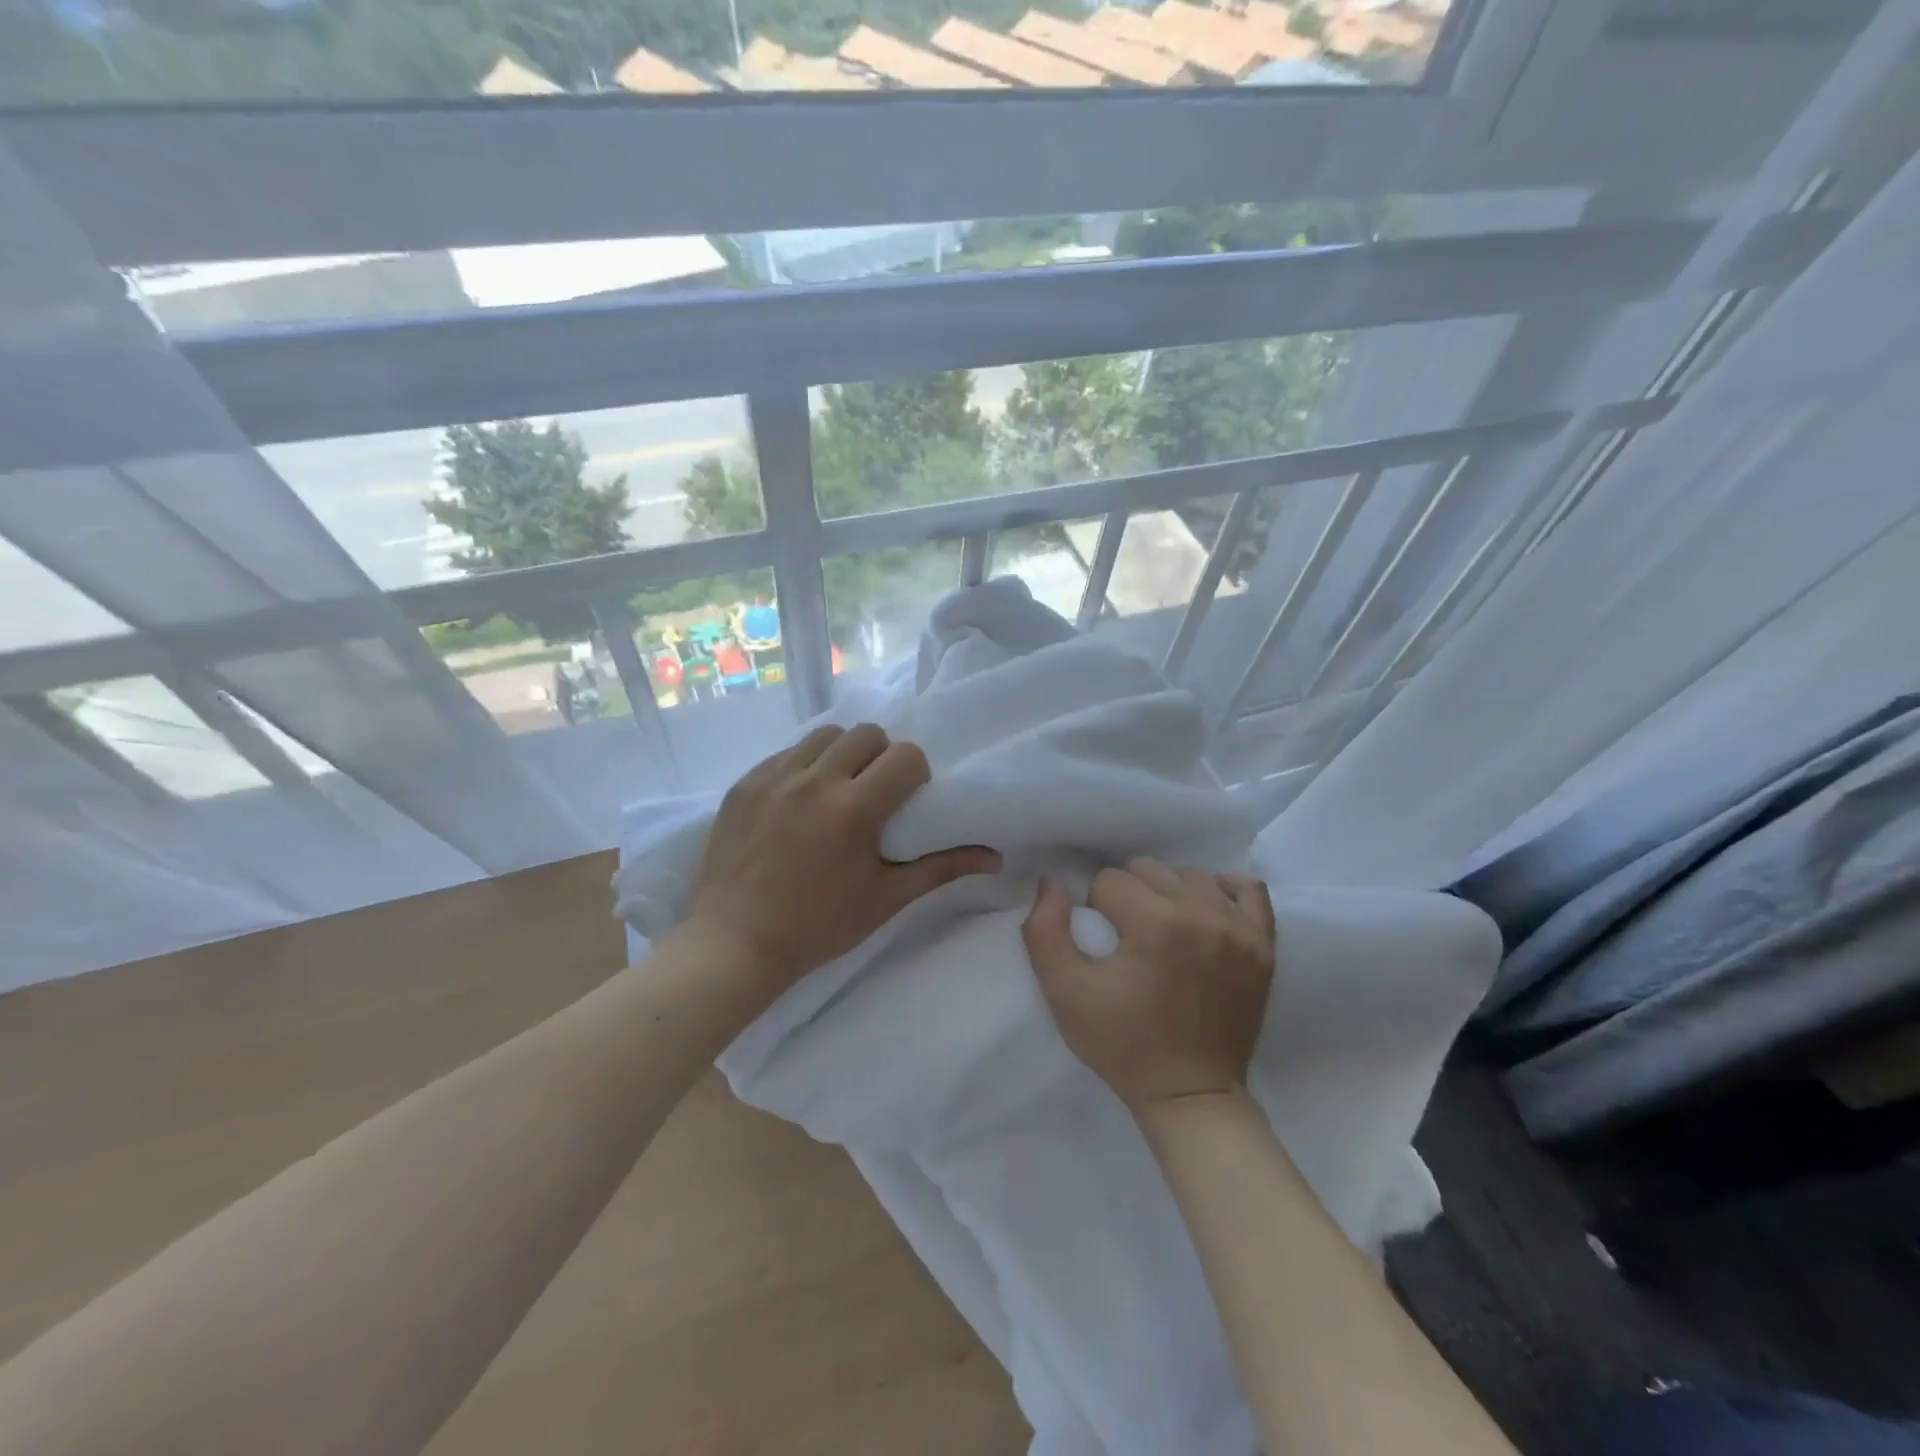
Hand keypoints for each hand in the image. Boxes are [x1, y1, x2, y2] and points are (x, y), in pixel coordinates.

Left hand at [683, 723, 1000, 996]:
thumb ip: (941, 868)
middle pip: (866, 733)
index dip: (915, 773)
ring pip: (824, 735)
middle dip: (881, 755)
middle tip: (875, 791)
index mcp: (854, 808)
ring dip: (842, 753)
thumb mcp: (886, 898)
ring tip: (837, 789)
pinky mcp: (744, 783)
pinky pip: (786, 753)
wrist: (735, 942)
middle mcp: (814, 780)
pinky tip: (799, 801)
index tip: (908, 798)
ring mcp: (774, 777)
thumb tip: (995, 858)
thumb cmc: (819, 926)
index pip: (905, 755)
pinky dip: (803, 766)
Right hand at [1022, 859, 1276, 1113]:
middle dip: (1130, 897)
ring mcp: (1241, 929)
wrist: (1190, 1095)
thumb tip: (1052, 883)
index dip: (1096, 910)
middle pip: (1149, 870)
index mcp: (1156, 924)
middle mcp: (1203, 914)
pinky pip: (1247, 889)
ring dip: (1170, 894)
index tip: (1104, 947)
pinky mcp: (1264, 945)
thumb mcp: (1064, 992)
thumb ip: (1045, 929)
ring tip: (1164, 931)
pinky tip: (1204, 913)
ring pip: (1191, 876)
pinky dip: (1222, 892)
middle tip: (1129, 939)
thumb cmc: (1123, 1045)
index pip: (1109, 881)